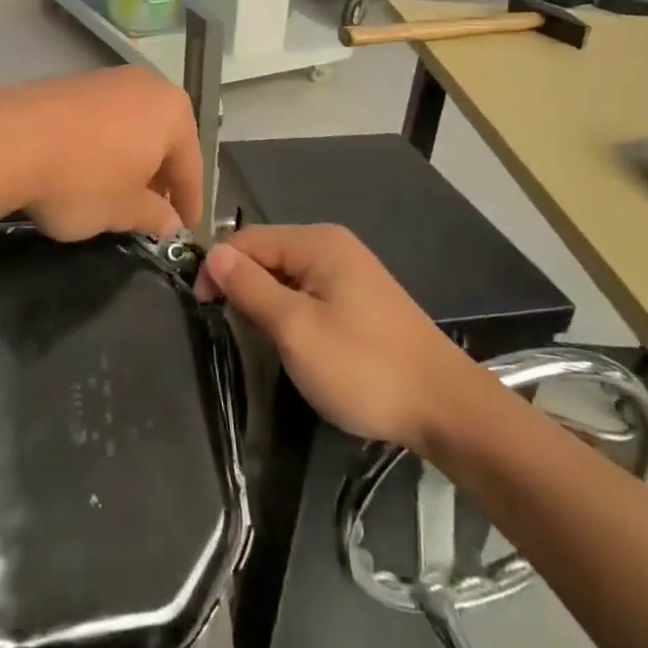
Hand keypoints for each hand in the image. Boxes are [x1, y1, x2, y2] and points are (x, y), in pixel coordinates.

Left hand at [0, 67, 202, 241]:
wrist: (8, 139)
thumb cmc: (83, 178)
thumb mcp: (123, 210)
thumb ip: (154, 216)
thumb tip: (170, 222)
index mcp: (173, 111)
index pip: (192, 165)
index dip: (189, 202)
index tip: (186, 230)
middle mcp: (146, 85)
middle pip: (164, 138)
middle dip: (161, 176)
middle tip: (156, 211)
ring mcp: (107, 79)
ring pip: (133, 126)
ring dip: (132, 158)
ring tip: (120, 192)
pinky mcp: (73, 82)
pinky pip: (103, 119)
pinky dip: (105, 145)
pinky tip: (89, 168)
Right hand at [199, 224, 479, 452]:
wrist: (446, 408)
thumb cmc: (364, 366)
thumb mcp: (297, 328)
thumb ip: (251, 288)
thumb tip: (213, 254)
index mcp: (317, 242)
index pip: (247, 239)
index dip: (219, 268)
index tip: (202, 308)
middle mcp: (332, 246)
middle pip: (267, 254)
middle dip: (242, 285)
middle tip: (230, 330)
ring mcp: (349, 273)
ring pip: (286, 276)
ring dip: (265, 301)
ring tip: (255, 338)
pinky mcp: (359, 300)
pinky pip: (308, 293)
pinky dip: (290, 311)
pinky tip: (290, 340)